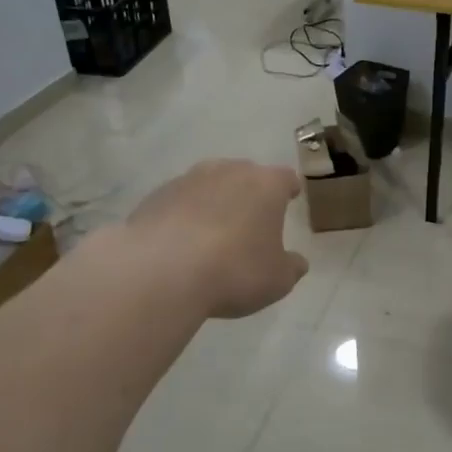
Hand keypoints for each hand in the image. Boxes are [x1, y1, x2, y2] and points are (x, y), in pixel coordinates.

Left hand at [124, 160, 307, 317]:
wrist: (160, 272)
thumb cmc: (234, 271)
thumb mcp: (278, 280)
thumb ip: (291, 267)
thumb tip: (297, 262)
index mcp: (266, 185)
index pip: (285, 178)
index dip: (289, 189)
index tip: (290, 197)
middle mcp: (228, 171)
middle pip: (245, 175)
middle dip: (250, 193)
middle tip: (251, 219)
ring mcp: (188, 180)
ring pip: (209, 185)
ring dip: (214, 202)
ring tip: (212, 232)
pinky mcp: (155, 196)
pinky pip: (178, 202)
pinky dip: (183, 216)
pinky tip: (180, 243)